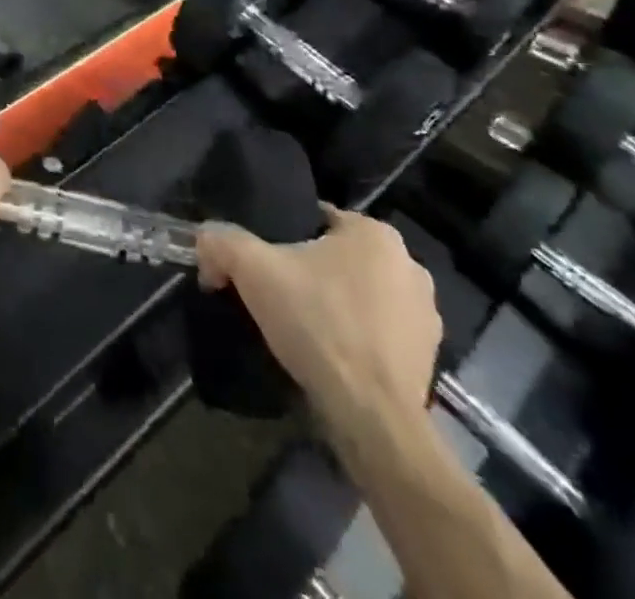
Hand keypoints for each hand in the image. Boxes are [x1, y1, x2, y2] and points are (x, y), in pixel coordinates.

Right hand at [196, 207, 440, 442]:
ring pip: (360, 294)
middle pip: (337, 256)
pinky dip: (355, 337)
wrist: (372, 417)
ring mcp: (426, 315)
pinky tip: (329, 355)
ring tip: (300, 327)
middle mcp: (409, 265)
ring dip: (334, 303)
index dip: (279, 236)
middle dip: (308, 271)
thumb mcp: (251, 269)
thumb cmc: (317, 324)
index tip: (259, 262)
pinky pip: (378, 332)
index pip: (314, 218)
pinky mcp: (429, 358)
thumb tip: (205, 240)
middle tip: (275, 293)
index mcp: (374, 233)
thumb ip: (221, 241)